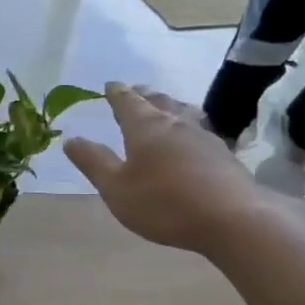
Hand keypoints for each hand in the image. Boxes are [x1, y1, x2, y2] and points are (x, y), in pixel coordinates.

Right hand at [63, 84, 269, 254]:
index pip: (127, 101)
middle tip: (136, 91)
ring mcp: (204, 137)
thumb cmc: (165, 203)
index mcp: (145, 126)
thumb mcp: (116, 187)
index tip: (110, 85)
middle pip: (158, 101)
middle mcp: (175, 123)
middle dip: (144, 95)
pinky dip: (190, 128)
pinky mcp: (225, 155)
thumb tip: (70, 139)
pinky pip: (202, 131)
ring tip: (166, 107)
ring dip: (171, 107)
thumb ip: (93, 162)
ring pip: (184, 112)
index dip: (116, 92)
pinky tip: (194, 139)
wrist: (233, 220)